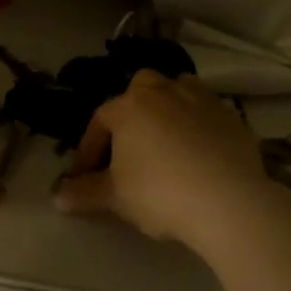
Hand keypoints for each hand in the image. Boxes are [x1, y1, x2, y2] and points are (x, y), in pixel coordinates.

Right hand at [55, 71, 269, 248]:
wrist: (228, 201)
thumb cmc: (160, 193)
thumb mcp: (114, 198)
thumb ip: (84, 194)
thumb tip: (58, 197)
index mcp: (129, 107)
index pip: (99, 122)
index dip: (88, 149)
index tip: (84, 176)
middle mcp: (163, 92)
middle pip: (140, 89)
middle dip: (130, 112)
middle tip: (127, 146)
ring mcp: (202, 99)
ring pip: (177, 90)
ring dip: (167, 108)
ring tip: (164, 139)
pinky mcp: (232, 116)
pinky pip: (206, 112)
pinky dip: (198, 125)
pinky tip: (198, 152)